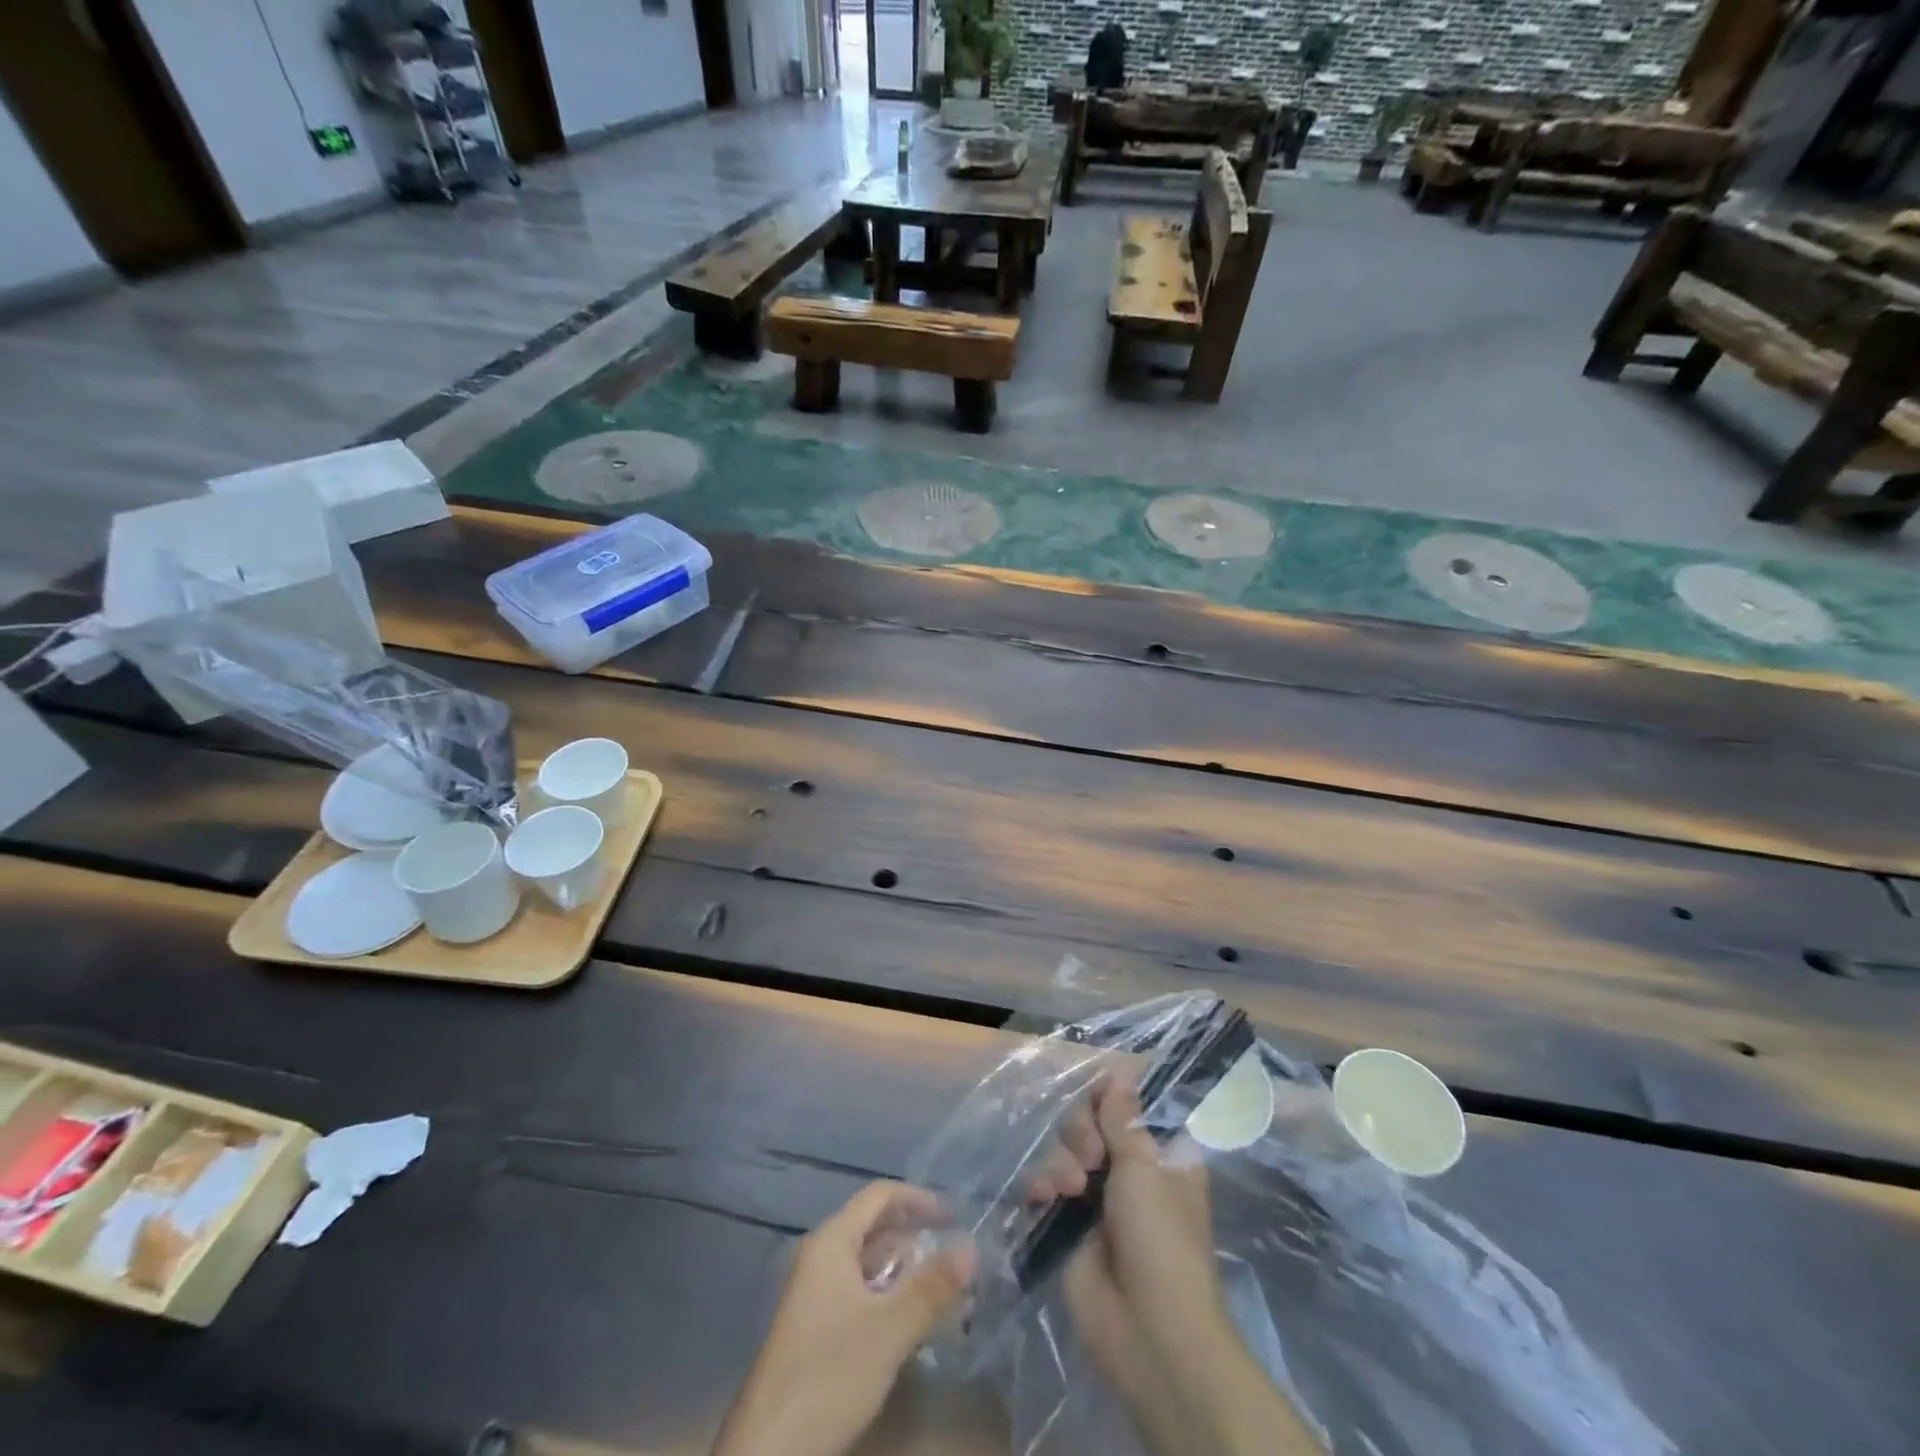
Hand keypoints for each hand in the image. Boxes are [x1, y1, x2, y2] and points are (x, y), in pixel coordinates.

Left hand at [712, 1181, 975, 1455]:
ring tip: (940, 1292)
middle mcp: (820, 1257)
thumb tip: (972, 1246)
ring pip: (867, 1263)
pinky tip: (908, 1323)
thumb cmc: (829, 1375)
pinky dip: (887, 1296)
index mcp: (832, 1242)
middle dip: (914, 1237)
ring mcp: (815, 1293)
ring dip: (903, 1271)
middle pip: (873, 1227)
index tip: (955, 1216)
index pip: (879, 1195)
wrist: (769, 1451)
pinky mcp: (815, 1327)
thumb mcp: (890, 1330)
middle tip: (953, 1258)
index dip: (918, 1198)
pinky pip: (859, 1292)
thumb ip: (932, 1288)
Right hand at [1029, 1078, 1223, 1401]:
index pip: (1127, 1106)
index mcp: (1159, 1154)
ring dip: (1062, 1160)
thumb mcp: (1144, 1168)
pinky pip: (1044, 1184)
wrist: (1147, 1330)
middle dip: (1082, 1131)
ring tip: (1070, 1188)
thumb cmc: (1160, 1239)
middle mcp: (1127, 1170)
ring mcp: (1096, 1198)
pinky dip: (1040, 1184)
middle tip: (1092, 1154)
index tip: (1097, 1099)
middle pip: (1090, 1122)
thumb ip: (1122, 1118)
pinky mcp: (1067, 1225)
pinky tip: (1042, 1196)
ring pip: (1064, 1150)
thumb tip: (1119, 1073)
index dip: (1109, 1098)